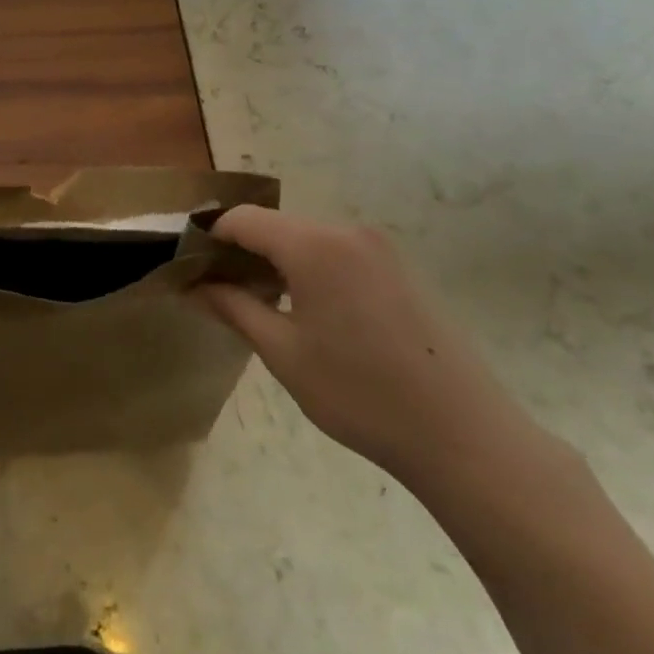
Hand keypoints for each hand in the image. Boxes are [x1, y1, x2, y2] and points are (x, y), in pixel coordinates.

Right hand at [198, 207, 536, 484]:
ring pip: (307, 238)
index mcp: (314, 245)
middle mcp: (346, 231)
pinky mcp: (399, 268)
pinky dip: (310, 268)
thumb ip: (234, 308)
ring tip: (261, 305)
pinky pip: (338, 252)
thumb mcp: (284, 353)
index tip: (190, 269)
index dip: (210, 238)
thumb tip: (195, 286)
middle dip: (242, 251)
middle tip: (221, 293)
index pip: (243, 219)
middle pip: (276, 226)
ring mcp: (379, 248)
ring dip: (277, 261)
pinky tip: (310, 312)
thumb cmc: (360, 394)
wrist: (463, 434)